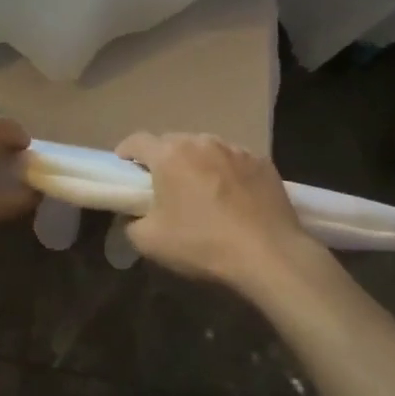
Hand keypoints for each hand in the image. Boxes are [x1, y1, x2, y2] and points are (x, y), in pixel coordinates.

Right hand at [115, 132, 313, 290]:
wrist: (269, 254)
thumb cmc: (202, 243)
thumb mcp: (150, 242)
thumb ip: (131, 224)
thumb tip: (131, 217)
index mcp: (169, 155)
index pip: (137, 141)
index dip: (126, 152)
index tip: (125, 167)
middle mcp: (200, 141)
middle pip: (172, 142)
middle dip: (164, 159)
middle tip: (164, 184)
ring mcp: (235, 149)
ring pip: (206, 148)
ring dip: (197, 163)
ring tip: (202, 189)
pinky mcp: (262, 162)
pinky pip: (235, 161)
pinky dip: (227, 172)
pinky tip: (234, 197)